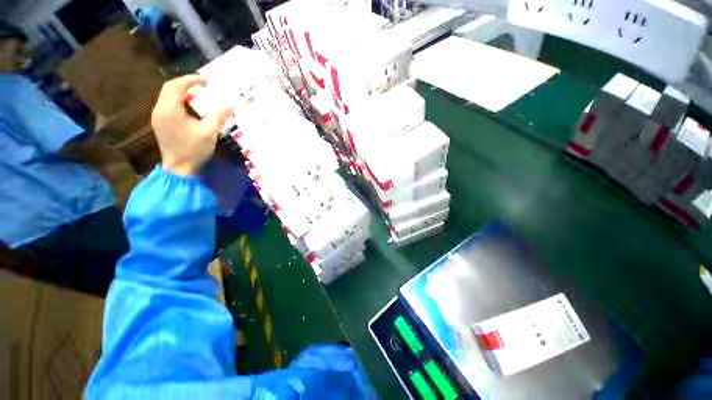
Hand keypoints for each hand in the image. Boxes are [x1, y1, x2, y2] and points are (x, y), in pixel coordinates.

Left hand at [151, 75, 232, 175]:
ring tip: (199, 96)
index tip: (207, 82)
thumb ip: (219, 116)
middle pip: (170, 88)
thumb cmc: (193, 150)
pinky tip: (191, 108)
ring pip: (168, 96)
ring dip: (183, 92)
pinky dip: (180, 101)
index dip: (191, 80)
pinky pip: (168, 105)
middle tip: (204, 87)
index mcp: (170, 110)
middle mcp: (160, 110)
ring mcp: (158, 117)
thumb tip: (231, 105)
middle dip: (187, 84)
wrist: (179, 169)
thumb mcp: (209, 133)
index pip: (176, 86)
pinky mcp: (160, 123)